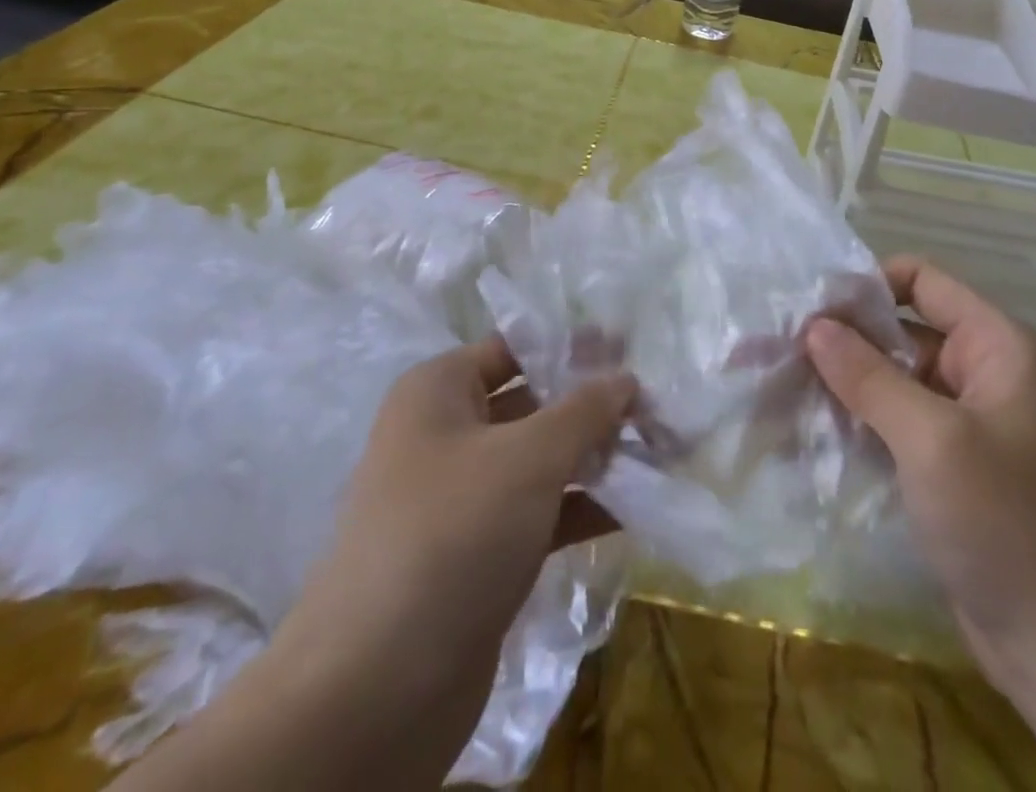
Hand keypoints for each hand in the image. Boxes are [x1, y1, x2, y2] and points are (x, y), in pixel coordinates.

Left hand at [116, 337, 634, 791]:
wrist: (376, 689)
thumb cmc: (452, 532)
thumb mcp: (528, 456)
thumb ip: (584, 411)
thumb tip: (625, 378)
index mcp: (439, 390)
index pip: (515, 348)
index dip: (572, 345)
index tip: (630, 349)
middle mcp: (446, 433)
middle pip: (532, 402)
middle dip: (593, 405)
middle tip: (656, 405)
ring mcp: (462, 497)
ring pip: (540, 460)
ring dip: (595, 457)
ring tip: (660, 453)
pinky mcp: (479, 553)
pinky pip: (539, 511)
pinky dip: (582, 506)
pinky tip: (634, 508)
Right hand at [805, 257, 1035, 681]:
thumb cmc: (1007, 524)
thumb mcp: (933, 440)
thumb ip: (870, 376)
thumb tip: (815, 325)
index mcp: (997, 346)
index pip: (923, 281)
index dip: (866, 285)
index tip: (809, 307)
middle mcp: (984, 372)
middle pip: (902, 331)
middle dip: (843, 338)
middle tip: (777, 349)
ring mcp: (967, 423)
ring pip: (893, 380)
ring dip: (843, 383)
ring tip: (780, 386)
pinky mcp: (950, 466)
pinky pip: (896, 424)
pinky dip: (858, 422)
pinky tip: (809, 429)